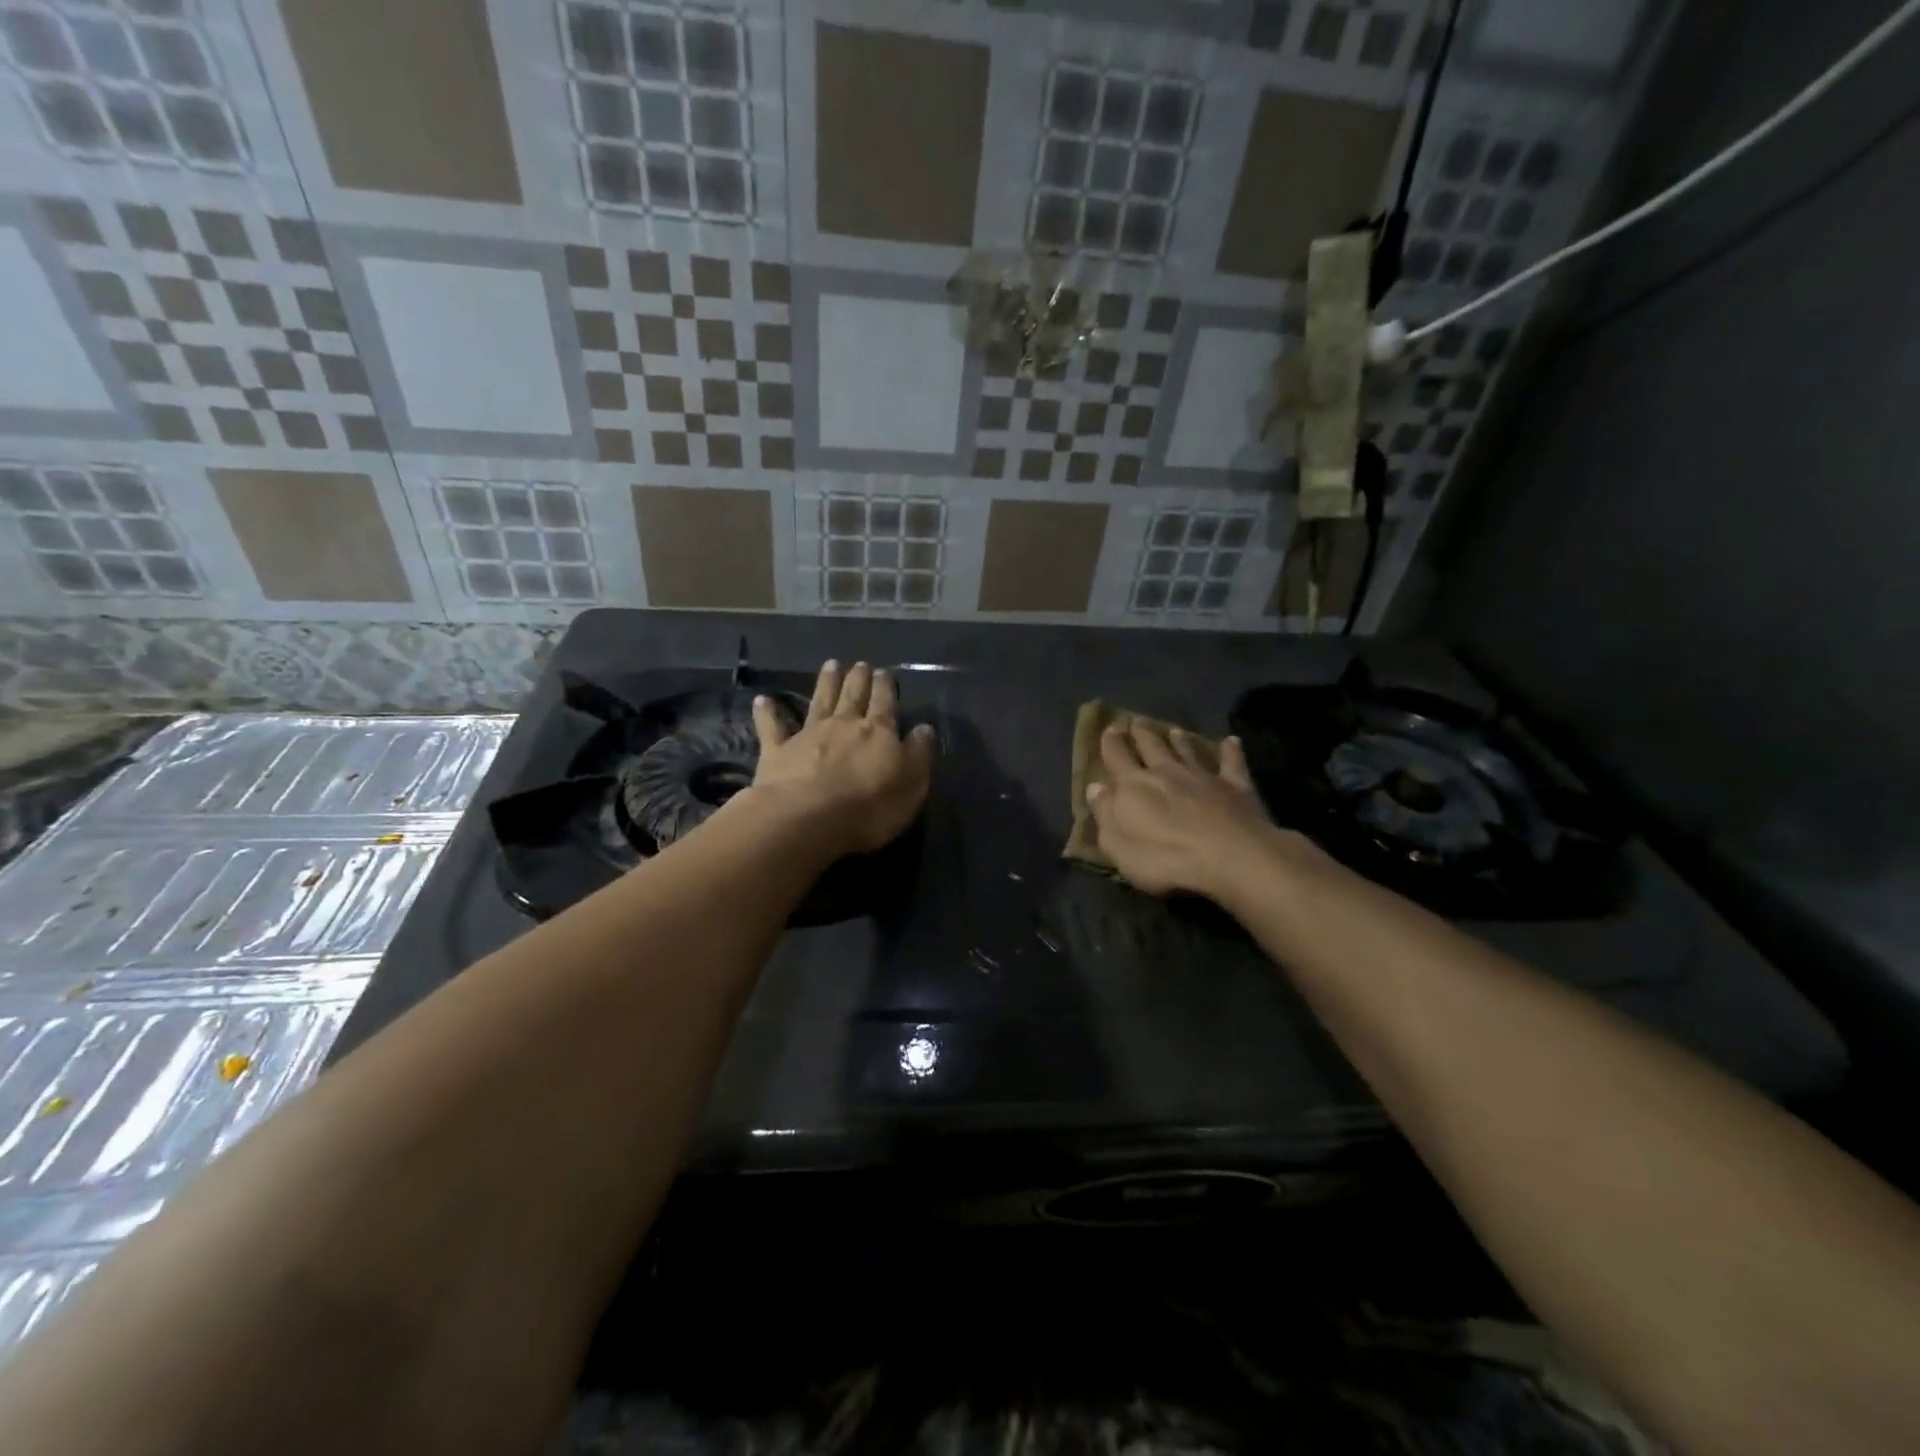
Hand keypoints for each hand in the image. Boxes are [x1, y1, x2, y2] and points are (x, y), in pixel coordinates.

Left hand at [749, 660, 934, 856]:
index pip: (884, 703)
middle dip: (858, 678)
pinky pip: (772, 727)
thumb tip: (924, 728)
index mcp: (878, 732)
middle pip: (853, 695)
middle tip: (860, 664)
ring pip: (819, 701)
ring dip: (826, 682)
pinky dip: (767, 712)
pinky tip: (762, 700)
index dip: (885, 687)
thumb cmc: (869, 807)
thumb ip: (918, 755)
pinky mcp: (777, 751)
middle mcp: (843, 725)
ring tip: (831, 665)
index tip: (885, 672)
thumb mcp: (911, 785)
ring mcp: (808, 735)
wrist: (808, 818)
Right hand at [1085, 724, 1291, 898]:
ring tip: (1174, 730)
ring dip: (1179, 740)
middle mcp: (1167, 772)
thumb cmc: (1165, 859)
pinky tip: (1232, 741)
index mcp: (1134, 786)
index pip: (1117, 757)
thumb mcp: (1119, 845)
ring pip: (1188, 751)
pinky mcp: (1237, 786)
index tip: (1110, 728)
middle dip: (1142, 734)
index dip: (1111, 742)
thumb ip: (1105, 813)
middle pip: (1152, 746)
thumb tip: (1095, 786)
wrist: (1232, 859)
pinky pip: (1232, 763)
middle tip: (1137, 721)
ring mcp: (1204, 777)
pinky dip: (1231, 751)